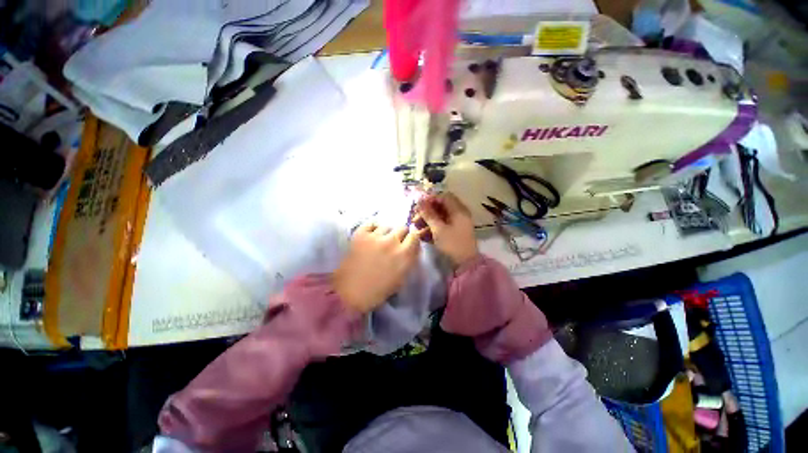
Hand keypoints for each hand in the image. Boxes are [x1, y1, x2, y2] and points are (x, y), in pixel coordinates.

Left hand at [333, 224, 421, 312]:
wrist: (350, 292)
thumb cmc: (378, 290)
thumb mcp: (402, 278)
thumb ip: (410, 260)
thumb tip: (412, 247)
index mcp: (405, 255)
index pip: (415, 236)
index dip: (411, 239)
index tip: (407, 243)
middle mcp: (392, 242)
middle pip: (402, 228)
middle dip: (400, 235)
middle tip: (393, 243)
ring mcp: (376, 236)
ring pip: (387, 226)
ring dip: (386, 233)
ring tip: (379, 241)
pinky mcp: (361, 234)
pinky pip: (372, 223)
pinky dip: (373, 228)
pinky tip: (371, 236)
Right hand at [415, 192, 477, 266]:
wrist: (465, 265)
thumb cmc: (452, 244)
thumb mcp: (438, 229)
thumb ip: (428, 214)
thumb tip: (419, 200)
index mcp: (458, 210)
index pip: (444, 197)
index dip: (430, 199)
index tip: (418, 205)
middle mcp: (459, 214)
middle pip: (440, 207)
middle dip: (426, 211)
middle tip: (415, 218)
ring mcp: (456, 224)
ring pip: (439, 217)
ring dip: (427, 220)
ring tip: (416, 227)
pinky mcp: (453, 233)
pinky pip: (441, 226)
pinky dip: (432, 228)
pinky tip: (422, 234)